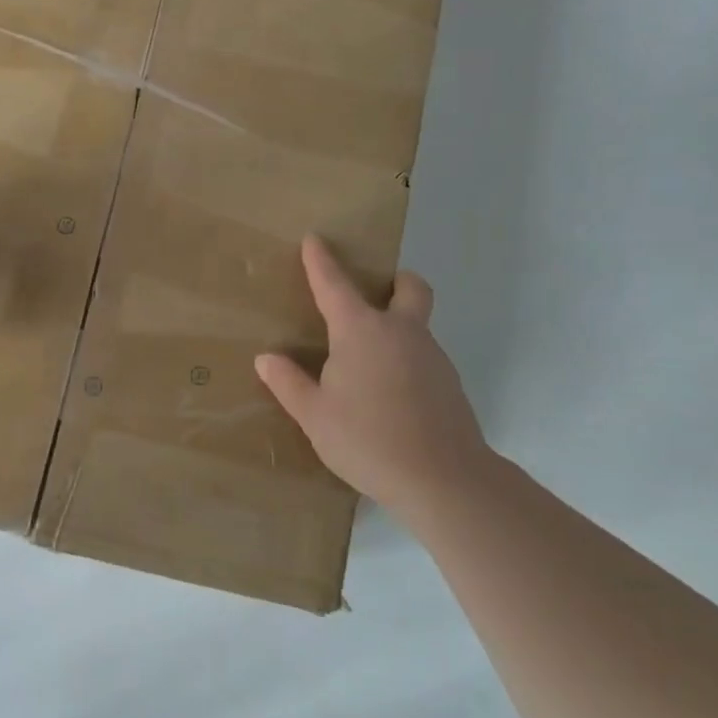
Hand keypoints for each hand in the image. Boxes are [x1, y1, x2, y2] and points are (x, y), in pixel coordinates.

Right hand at [255, 236, 496, 524]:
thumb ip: (289, 383)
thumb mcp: (315, 416)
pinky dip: (407, 360)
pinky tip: (391, 396)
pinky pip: (424, 356)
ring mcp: (432, 356)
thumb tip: (267, 358)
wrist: (444, 479)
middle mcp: (401, 332)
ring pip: (418, 324)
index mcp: (361, 332)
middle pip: (408, 288)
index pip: (335, 284)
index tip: (315, 238)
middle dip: (394, 281)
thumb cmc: (368, 440)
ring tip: (369, 367)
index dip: (321, 260)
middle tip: (375, 296)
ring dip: (398, 327)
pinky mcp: (450, 382)